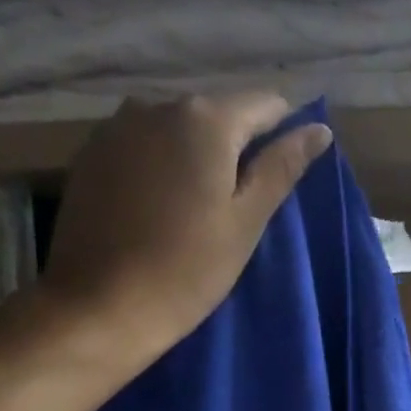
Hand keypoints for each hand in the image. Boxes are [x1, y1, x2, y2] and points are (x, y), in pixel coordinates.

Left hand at [41, 94, 332, 363]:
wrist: (100, 305)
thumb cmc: (188, 269)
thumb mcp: (246, 221)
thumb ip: (281, 168)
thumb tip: (319, 129)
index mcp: (205, 119)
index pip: (264, 105)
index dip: (282, 135)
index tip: (281, 177)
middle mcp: (156, 105)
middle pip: (216, 116)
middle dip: (235, 149)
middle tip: (239, 207)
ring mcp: (117, 127)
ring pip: (176, 131)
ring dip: (195, 158)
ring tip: (197, 210)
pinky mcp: (91, 154)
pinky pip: (143, 148)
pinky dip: (160, 168)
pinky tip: (158, 210)